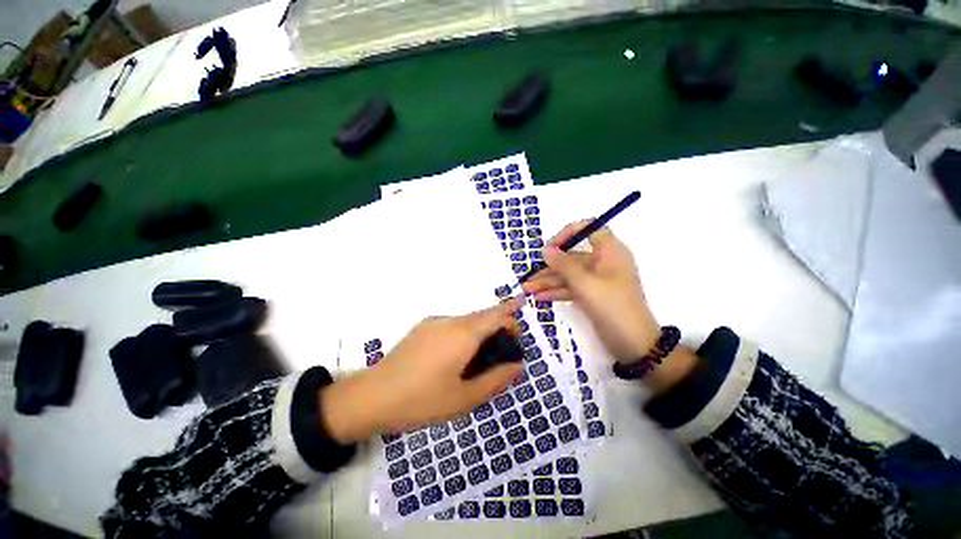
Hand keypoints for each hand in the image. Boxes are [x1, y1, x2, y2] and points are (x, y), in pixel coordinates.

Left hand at [321, 298, 524, 442]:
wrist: (372, 396)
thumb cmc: (422, 400)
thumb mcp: (464, 398)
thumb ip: (495, 380)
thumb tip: (517, 367)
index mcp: (463, 334)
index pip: (494, 314)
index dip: (511, 311)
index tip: (522, 311)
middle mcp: (449, 321)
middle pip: (481, 315)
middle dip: (498, 324)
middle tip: (505, 349)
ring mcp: (433, 322)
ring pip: (466, 320)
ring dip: (480, 330)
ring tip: (482, 356)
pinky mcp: (421, 328)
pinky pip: (451, 324)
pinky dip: (464, 332)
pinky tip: (457, 356)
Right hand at [522, 221, 659, 362]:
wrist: (634, 345)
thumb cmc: (612, 306)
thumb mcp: (585, 284)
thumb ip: (563, 264)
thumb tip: (546, 249)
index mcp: (609, 252)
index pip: (590, 229)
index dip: (569, 233)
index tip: (551, 246)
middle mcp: (603, 262)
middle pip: (572, 257)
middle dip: (550, 267)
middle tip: (529, 275)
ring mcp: (597, 281)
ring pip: (569, 275)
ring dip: (548, 281)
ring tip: (527, 289)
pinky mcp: (592, 296)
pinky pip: (572, 288)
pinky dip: (557, 292)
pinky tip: (539, 298)